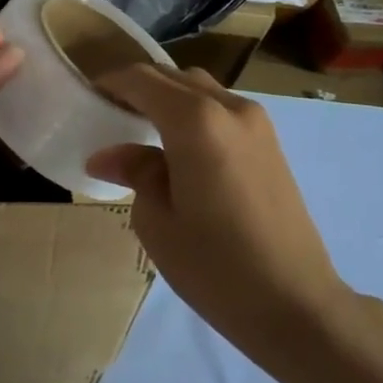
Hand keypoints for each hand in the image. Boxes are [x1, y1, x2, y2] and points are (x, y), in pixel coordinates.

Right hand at [86, 65, 346, 344]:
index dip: (110, 83)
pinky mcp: (271, 145)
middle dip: (138, 87)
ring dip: (168, 99)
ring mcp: (258, 124)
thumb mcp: (157, 220)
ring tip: (142, 130)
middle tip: (108, 113)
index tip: (86, 96)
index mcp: (195, 122)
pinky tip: (178, 148)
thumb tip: (107, 155)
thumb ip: (135, 172)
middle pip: (174, 78)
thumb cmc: (214, 265)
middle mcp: (230, 109)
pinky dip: (193, 114)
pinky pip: (222, 111)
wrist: (296, 304)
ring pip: (201, 91)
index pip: (142, 80)